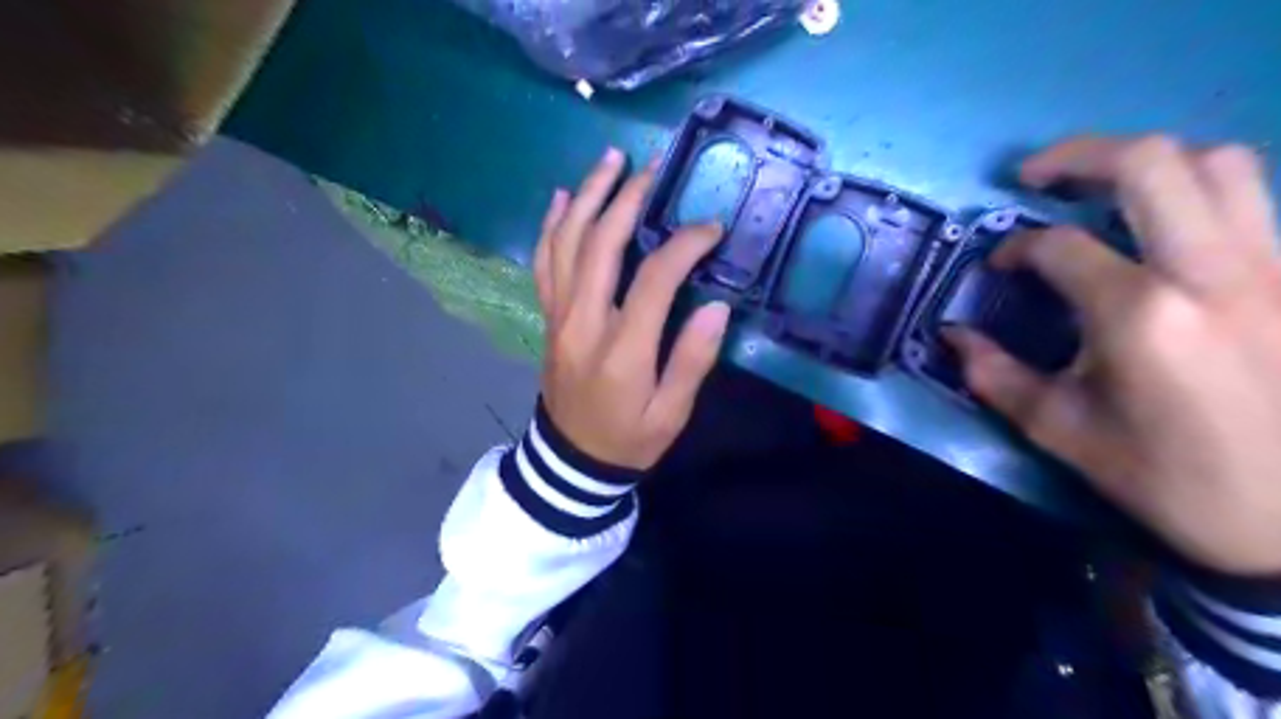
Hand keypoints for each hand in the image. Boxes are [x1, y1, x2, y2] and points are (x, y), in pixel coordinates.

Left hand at [535, 145, 730, 469]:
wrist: (571, 460)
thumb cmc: (628, 439)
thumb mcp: (671, 415)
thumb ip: (692, 360)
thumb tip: (717, 307)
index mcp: (622, 350)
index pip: (653, 279)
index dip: (683, 245)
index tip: (711, 228)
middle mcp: (583, 322)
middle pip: (599, 245)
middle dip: (626, 198)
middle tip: (652, 166)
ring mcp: (558, 316)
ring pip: (565, 243)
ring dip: (587, 196)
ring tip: (609, 160)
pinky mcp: (548, 317)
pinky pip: (544, 262)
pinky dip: (552, 225)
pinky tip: (564, 197)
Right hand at [944, 136, 1280, 575]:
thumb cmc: (1173, 479)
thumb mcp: (1063, 432)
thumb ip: (996, 376)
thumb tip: (952, 336)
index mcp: (1140, 314)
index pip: (1059, 246)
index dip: (1014, 247)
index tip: (998, 265)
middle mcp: (1211, 271)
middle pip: (1150, 163)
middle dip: (1077, 155)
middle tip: (1036, 176)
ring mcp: (1272, 267)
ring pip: (1221, 163)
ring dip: (1150, 161)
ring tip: (1104, 186)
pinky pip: (1254, 202)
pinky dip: (1200, 192)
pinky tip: (1167, 224)